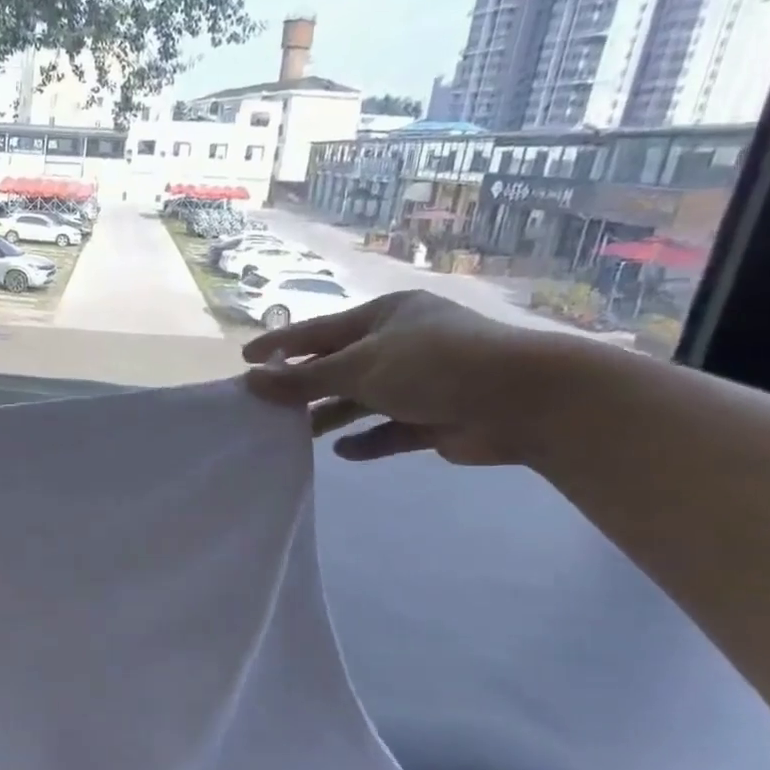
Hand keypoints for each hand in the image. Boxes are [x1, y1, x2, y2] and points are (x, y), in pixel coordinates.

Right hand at [242, 290, 566, 464]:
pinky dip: (368, 441)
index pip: (320, 331)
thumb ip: (305, 378)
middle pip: (340, 366)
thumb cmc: (434, 366)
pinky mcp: (435, 419)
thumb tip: (252, 381)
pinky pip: (390, 430)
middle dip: (306, 386)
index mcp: (386, 317)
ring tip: (299, 435)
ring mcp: (421, 382)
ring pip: (363, 400)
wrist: (524, 401)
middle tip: (267, 406)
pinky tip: (345, 452)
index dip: (281, 345)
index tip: (244, 360)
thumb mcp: (360, 367)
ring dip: (332, 415)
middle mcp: (402, 345)